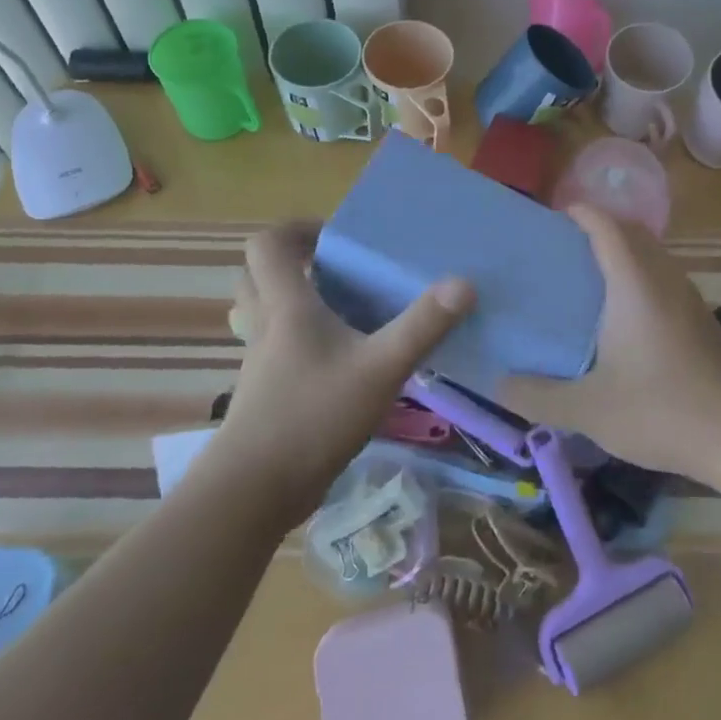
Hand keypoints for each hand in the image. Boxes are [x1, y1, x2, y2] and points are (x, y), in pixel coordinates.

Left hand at [218, 221, 473, 516]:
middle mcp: (264, 326)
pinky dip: (296, 341)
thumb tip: (464, 283)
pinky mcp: (264, 393)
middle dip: (292, 264)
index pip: (267, 245)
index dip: (296, 230)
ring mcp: (259, 362)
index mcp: (285, 306)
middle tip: (335, 270)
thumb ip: (423, 326)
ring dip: (290, 301)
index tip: (335, 237)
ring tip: (337, 309)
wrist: (256, 489)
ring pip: (262, 314)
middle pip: (257, 276)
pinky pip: (273, 348)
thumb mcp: (380, 368)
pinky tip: (338, 361)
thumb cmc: (314, 415)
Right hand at [501, 204, 720, 484]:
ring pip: (652, 257)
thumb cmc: (661, 410)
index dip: (580, 213)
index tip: (550, 219)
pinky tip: (622, 319)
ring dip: (622, 254)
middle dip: (598, 229)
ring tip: (585, 280)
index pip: (607, 226)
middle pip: (632, 233)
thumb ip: (537, 396)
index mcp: (635, 285)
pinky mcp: (702, 322)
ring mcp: (690, 300)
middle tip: (560, 251)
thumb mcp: (588, 410)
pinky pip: (664, 281)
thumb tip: (497, 383)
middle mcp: (665, 281)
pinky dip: (639, 278)